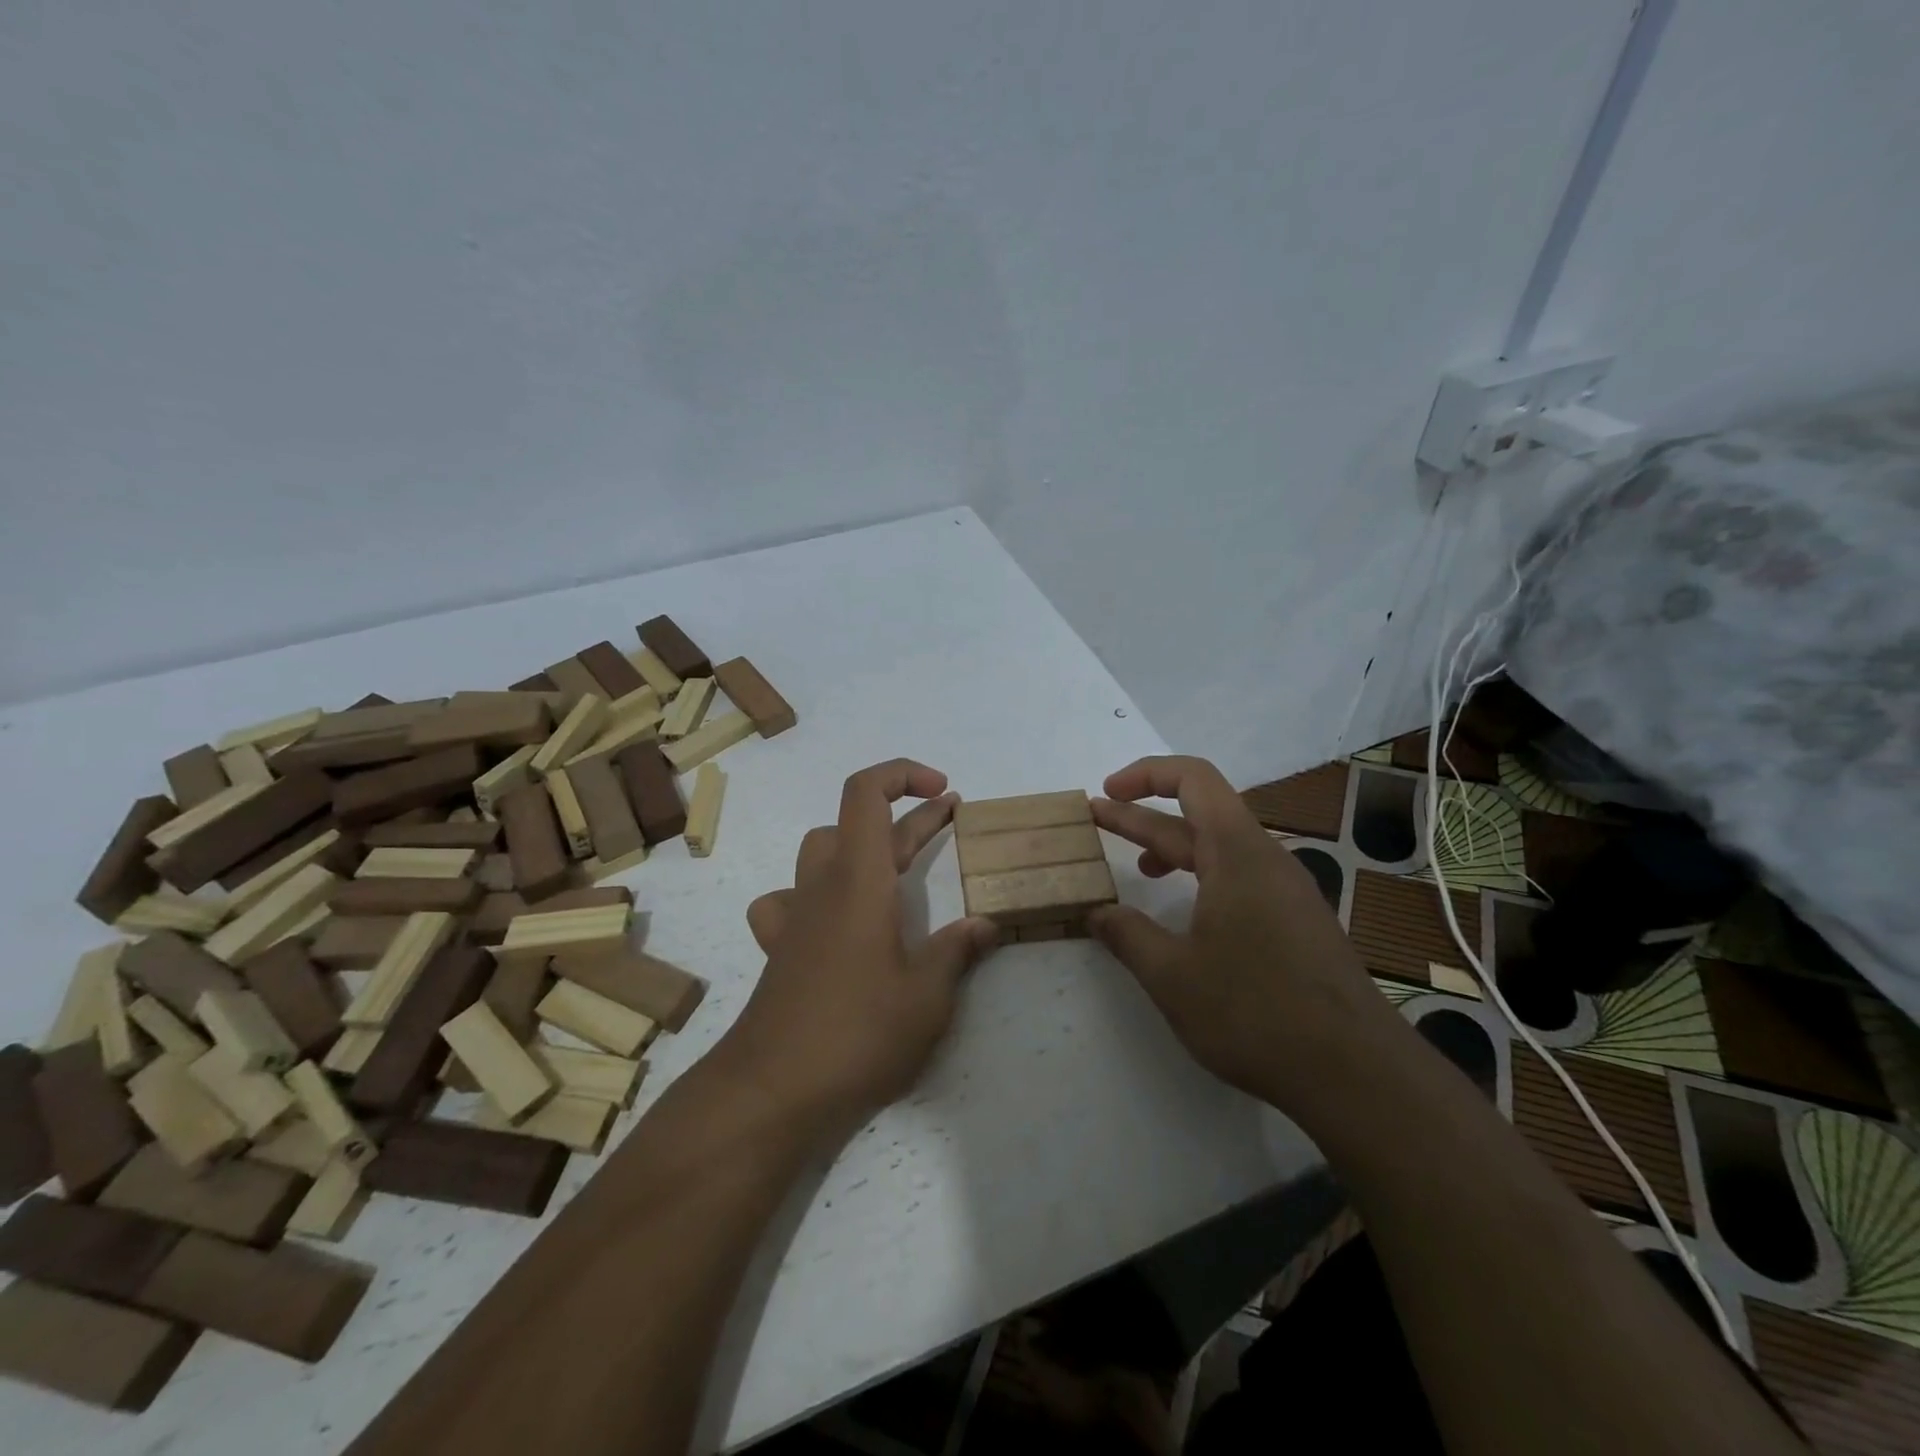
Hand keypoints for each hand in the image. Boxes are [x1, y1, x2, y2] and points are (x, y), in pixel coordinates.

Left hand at [720, 759, 999, 1133]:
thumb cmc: (857, 1034)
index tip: (946, 794)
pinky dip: (813, 895)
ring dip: (859, 846)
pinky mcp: (779, 948)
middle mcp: (821, 886)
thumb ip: (957, 952)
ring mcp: (794, 916)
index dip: (904, 775)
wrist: (772, 1091)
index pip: (866, 793)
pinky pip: (788, 900)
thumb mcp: (927, 997)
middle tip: (951, 823)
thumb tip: (985, 923)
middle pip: (855, 822)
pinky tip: (831, 922)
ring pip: (820, 852)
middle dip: (907, 816)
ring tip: (893, 870)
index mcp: (859, 880)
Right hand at [1089, 755, 1402, 1115]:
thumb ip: (1127, 936)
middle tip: (1096, 821)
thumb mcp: (1172, 976)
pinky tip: (1186, 914)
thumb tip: (1096, 913)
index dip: (1145, 774)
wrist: (1357, 1074)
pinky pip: (1240, 879)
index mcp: (1238, 853)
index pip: (1193, 779)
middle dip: (1143, 816)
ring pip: (1220, 851)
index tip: (1107, 793)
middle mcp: (1266, 860)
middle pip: (1199, 815)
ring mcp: (1287, 892)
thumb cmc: (1255, 1012)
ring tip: (1135, 868)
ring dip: (1173, 850)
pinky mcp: (1297, 923)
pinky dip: (1202, 879)